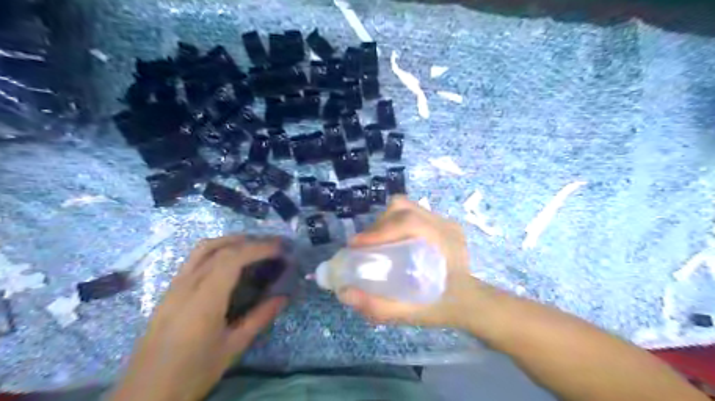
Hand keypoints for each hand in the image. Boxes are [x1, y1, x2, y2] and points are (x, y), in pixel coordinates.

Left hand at [109, 235, 285, 399]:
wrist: (145, 394)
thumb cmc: (193, 372)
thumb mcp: (232, 347)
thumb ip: (260, 318)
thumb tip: (283, 297)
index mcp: (205, 299)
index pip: (233, 258)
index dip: (259, 248)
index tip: (280, 248)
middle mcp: (187, 285)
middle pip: (220, 248)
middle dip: (249, 241)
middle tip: (272, 246)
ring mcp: (175, 286)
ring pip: (203, 249)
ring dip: (230, 240)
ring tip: (252, 246)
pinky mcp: (169, 291)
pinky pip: (194, 259)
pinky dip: (216, 250)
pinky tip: (227, 261)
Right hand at [339, 194, 480, 327]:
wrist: (471, 302)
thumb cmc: (446, 307)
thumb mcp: (414, 314)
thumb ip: (380, 307)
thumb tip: (344, 293)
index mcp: (445, 243)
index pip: (410, 222)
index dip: (379, 230)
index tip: (356, 245)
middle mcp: (445, 225)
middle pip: (403, 209)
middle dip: (377, 226)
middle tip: (364, 247)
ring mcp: (443, 221)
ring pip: (405, 207)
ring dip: (384, 222)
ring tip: (375, 243)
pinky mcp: (438, 222)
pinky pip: (410, 212)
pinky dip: (393, 223)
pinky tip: (391, 242)